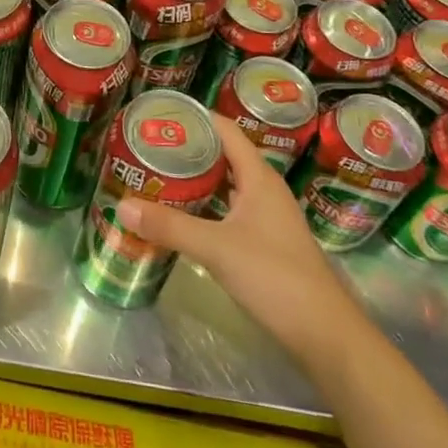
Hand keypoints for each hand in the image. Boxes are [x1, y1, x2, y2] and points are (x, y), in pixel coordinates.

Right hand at [117, 111, 351, 351]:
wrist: (324, 334)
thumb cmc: (275, 276)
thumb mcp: (216, 248)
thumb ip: (170, 226)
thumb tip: (122, 205)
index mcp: (259, 177)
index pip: (226, 130)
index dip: (196, 117)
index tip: (161, 114)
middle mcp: (264, 190)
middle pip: (224, 155)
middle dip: (189, 149)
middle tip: (148, 146)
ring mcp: (267, 217)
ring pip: (227, 185)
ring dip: (197, 179)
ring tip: (158, 175)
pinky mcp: (265, 242)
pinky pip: (229, 210)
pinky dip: (205, 207)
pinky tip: (182, 215)